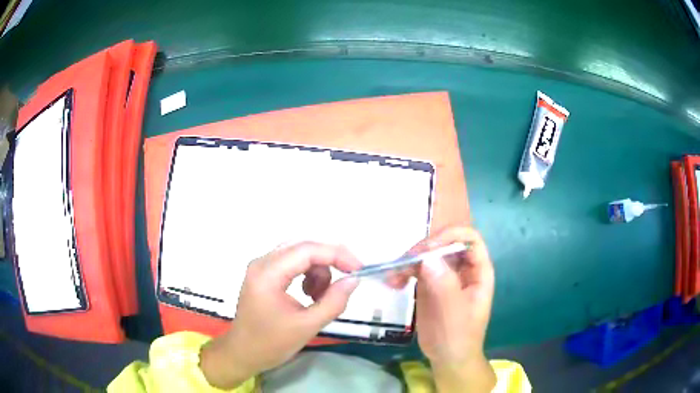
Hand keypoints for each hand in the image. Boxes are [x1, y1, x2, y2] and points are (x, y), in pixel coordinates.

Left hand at [201, 242, 360, 388]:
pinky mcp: (264, 275)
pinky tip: (308, 295)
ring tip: (319, 297)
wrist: (243, 354)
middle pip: (303, 247)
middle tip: (348, 279)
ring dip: (318, 271)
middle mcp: (262, 262)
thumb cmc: (270, 344)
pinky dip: (308, 275)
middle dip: (329, 261)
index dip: (337, 255)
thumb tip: (353, 280)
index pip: (307, 250)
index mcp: (268, 273)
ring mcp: (261, 267)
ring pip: (299, 254)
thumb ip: (333, 302)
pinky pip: (292, 264)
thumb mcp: (307, 326)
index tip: (359, 269)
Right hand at [388, 226, 495, 391]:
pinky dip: (404, 271)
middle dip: (424, 249)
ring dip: (409, 260)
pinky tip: (393, 282)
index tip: (427, 249)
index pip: (469, 239)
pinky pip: (417, 269)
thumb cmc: (458, 338)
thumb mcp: (454, 314)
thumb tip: (428, 258)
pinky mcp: (430, 285)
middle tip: (403, 262)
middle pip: (445, 243)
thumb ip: (445, 286)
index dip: (450, 236)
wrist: (448, 358)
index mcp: (478, 272)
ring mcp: (445, 276)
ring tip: (393, 276)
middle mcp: (463, 269)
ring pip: (428, 255)